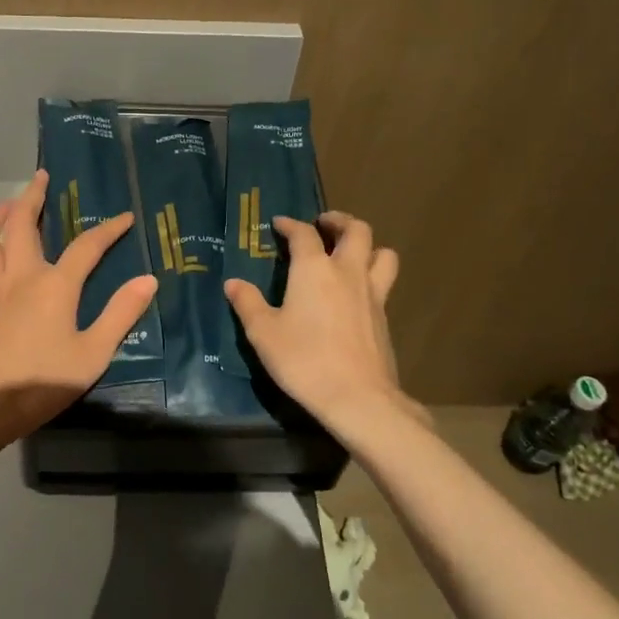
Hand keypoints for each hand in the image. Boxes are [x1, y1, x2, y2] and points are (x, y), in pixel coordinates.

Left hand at [0, 171, 158, 447]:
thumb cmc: (42, 382)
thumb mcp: (93, 353)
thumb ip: (120, 314)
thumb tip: (148, 279)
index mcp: (55, 285)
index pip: (87, 246)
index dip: (109, 229)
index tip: (125, 217)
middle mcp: (20, 277)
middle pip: (22, 224)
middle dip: (32, 196)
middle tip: (41, 178)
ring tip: (7, 206)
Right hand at [224, 211, 420, 436]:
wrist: (357, 397)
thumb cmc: (304, 360)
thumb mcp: (263, 333)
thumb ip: (248, 303)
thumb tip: (233, 283)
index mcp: (314, 269)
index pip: (303, 234)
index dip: (290, 225)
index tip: (279, 225)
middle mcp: (347, 272)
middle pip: (356, 230)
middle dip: (339, 221)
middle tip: (324, 225)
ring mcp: (372, 293)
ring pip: (382, 252)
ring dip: (367, 245)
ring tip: (351, 252)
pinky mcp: (385, 316)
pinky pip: (384, 282)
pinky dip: (373, 275)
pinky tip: (356, 292)